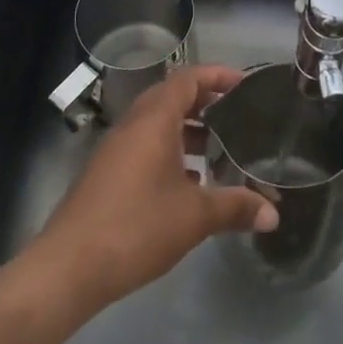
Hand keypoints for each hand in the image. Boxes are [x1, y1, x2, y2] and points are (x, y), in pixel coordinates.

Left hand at [30, 65, 278, 310]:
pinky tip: (188, 183)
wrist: (68, 267)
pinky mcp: (107, 174)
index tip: (245, 84)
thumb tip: (273, 214)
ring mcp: (116, 149)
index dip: (218, 75)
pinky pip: (145, 146)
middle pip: (172, 97)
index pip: (188, 79)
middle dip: (205, 102)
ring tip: (218, 149)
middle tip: (237, 115)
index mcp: (154, 120)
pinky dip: (169, 151)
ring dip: (187, 129)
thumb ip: (235, 207)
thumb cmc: (136, 227)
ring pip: (157, 124)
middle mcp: (133, 125)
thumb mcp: (194, 217)